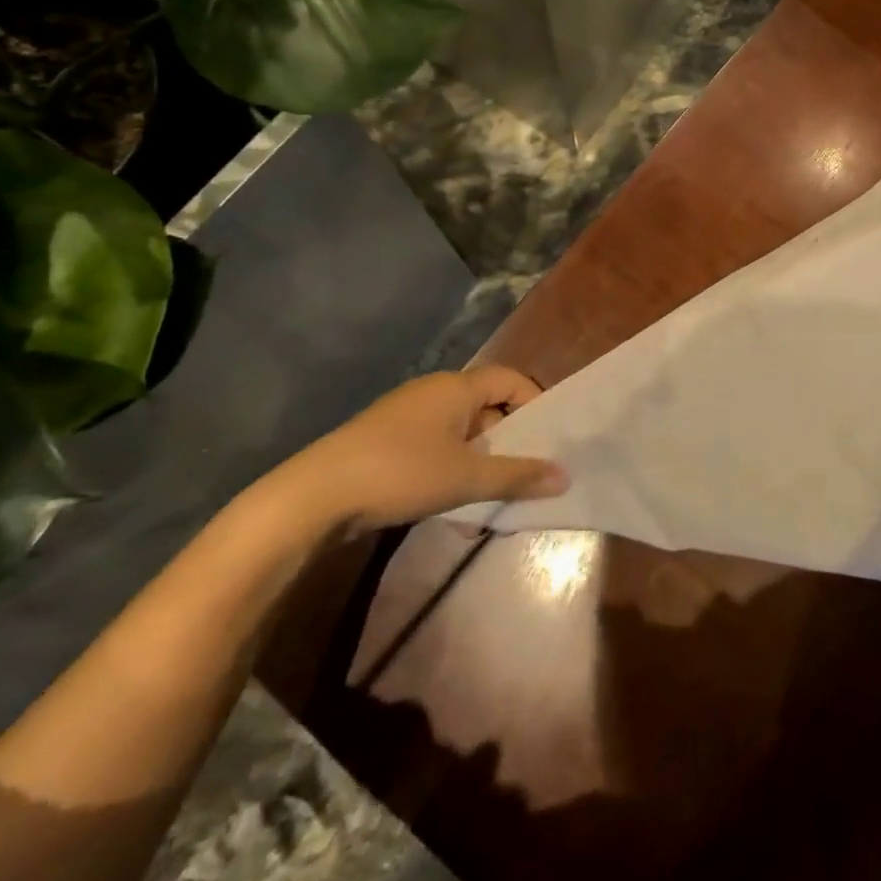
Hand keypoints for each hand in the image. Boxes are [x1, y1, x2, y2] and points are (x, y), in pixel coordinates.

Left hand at [271, 366, 568, 534]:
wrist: (315, 496)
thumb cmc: (401, 473)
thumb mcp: (466, 477)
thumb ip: (518, 475)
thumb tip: (565, 475)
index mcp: (456, 387)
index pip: (510, 379)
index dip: (534, 403)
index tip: (549, 438)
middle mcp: (433, 391)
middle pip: (487, 404)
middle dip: (509, 438)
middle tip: (527, 472)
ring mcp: (406, 414)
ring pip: (461, 429)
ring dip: (480, 458)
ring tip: (494, 494)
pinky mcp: (386, 440)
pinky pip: (435, 444)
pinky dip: (452, 466)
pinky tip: (452, 501)